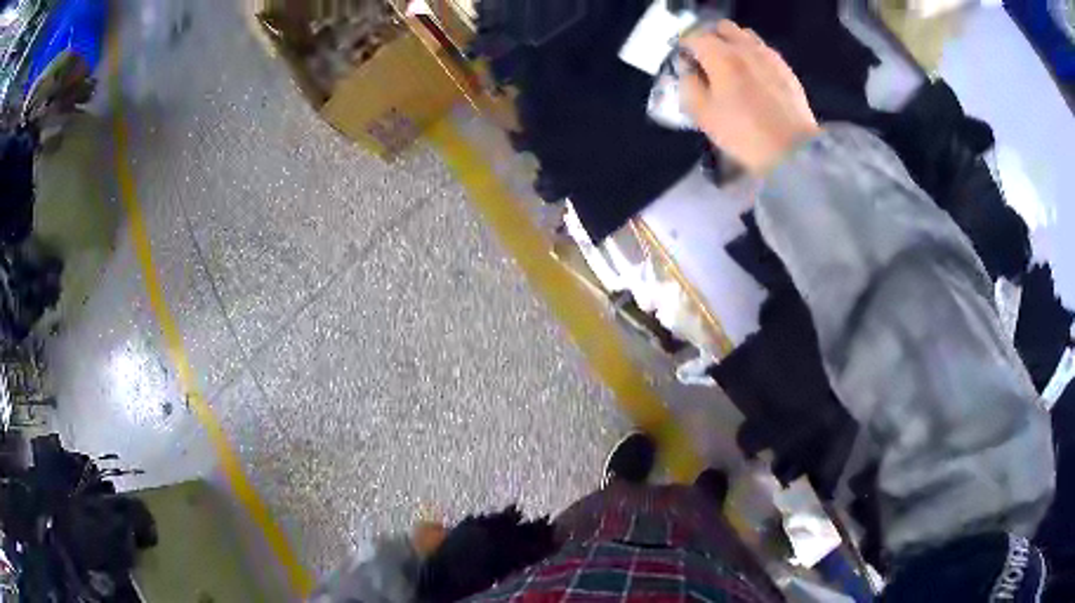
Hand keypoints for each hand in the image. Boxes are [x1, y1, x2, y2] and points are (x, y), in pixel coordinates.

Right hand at [680, 21, 820, 174]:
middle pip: (722, 28)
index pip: (694, 36)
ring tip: (733, 66)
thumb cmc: (742, 133)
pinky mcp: (785, 68)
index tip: (685, 62)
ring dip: (734, 44)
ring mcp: (768, 56)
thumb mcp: (702, 114)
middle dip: (711, 38)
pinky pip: (764, 50)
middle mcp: (744, 47)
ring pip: (745, 35)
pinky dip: (754, 56)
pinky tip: (755, 76)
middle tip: (708, 60)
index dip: (685, 47)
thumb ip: (688, 83)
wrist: (791, 150)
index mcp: (719, 55)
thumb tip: (688, 68)